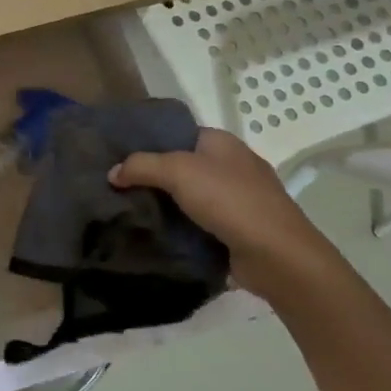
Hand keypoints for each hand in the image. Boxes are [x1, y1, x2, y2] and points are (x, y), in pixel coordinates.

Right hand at [110, 127, 336, 299]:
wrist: (278, 256)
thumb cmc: (229, 200)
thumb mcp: (177, 171)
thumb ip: (141, 166)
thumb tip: (112, 173)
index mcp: (221, 142)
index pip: (177, 134)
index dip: (148, 143)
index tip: (118, 158)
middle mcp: (231, 165)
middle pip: (181, 166)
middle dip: (153, 177)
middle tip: (118, 188)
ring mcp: (239, 200)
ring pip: (190, 197)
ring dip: (166, 206)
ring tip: (130, 213)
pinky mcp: (240, 230)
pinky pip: (201, 224)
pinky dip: (182, 229)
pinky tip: (157, 236)